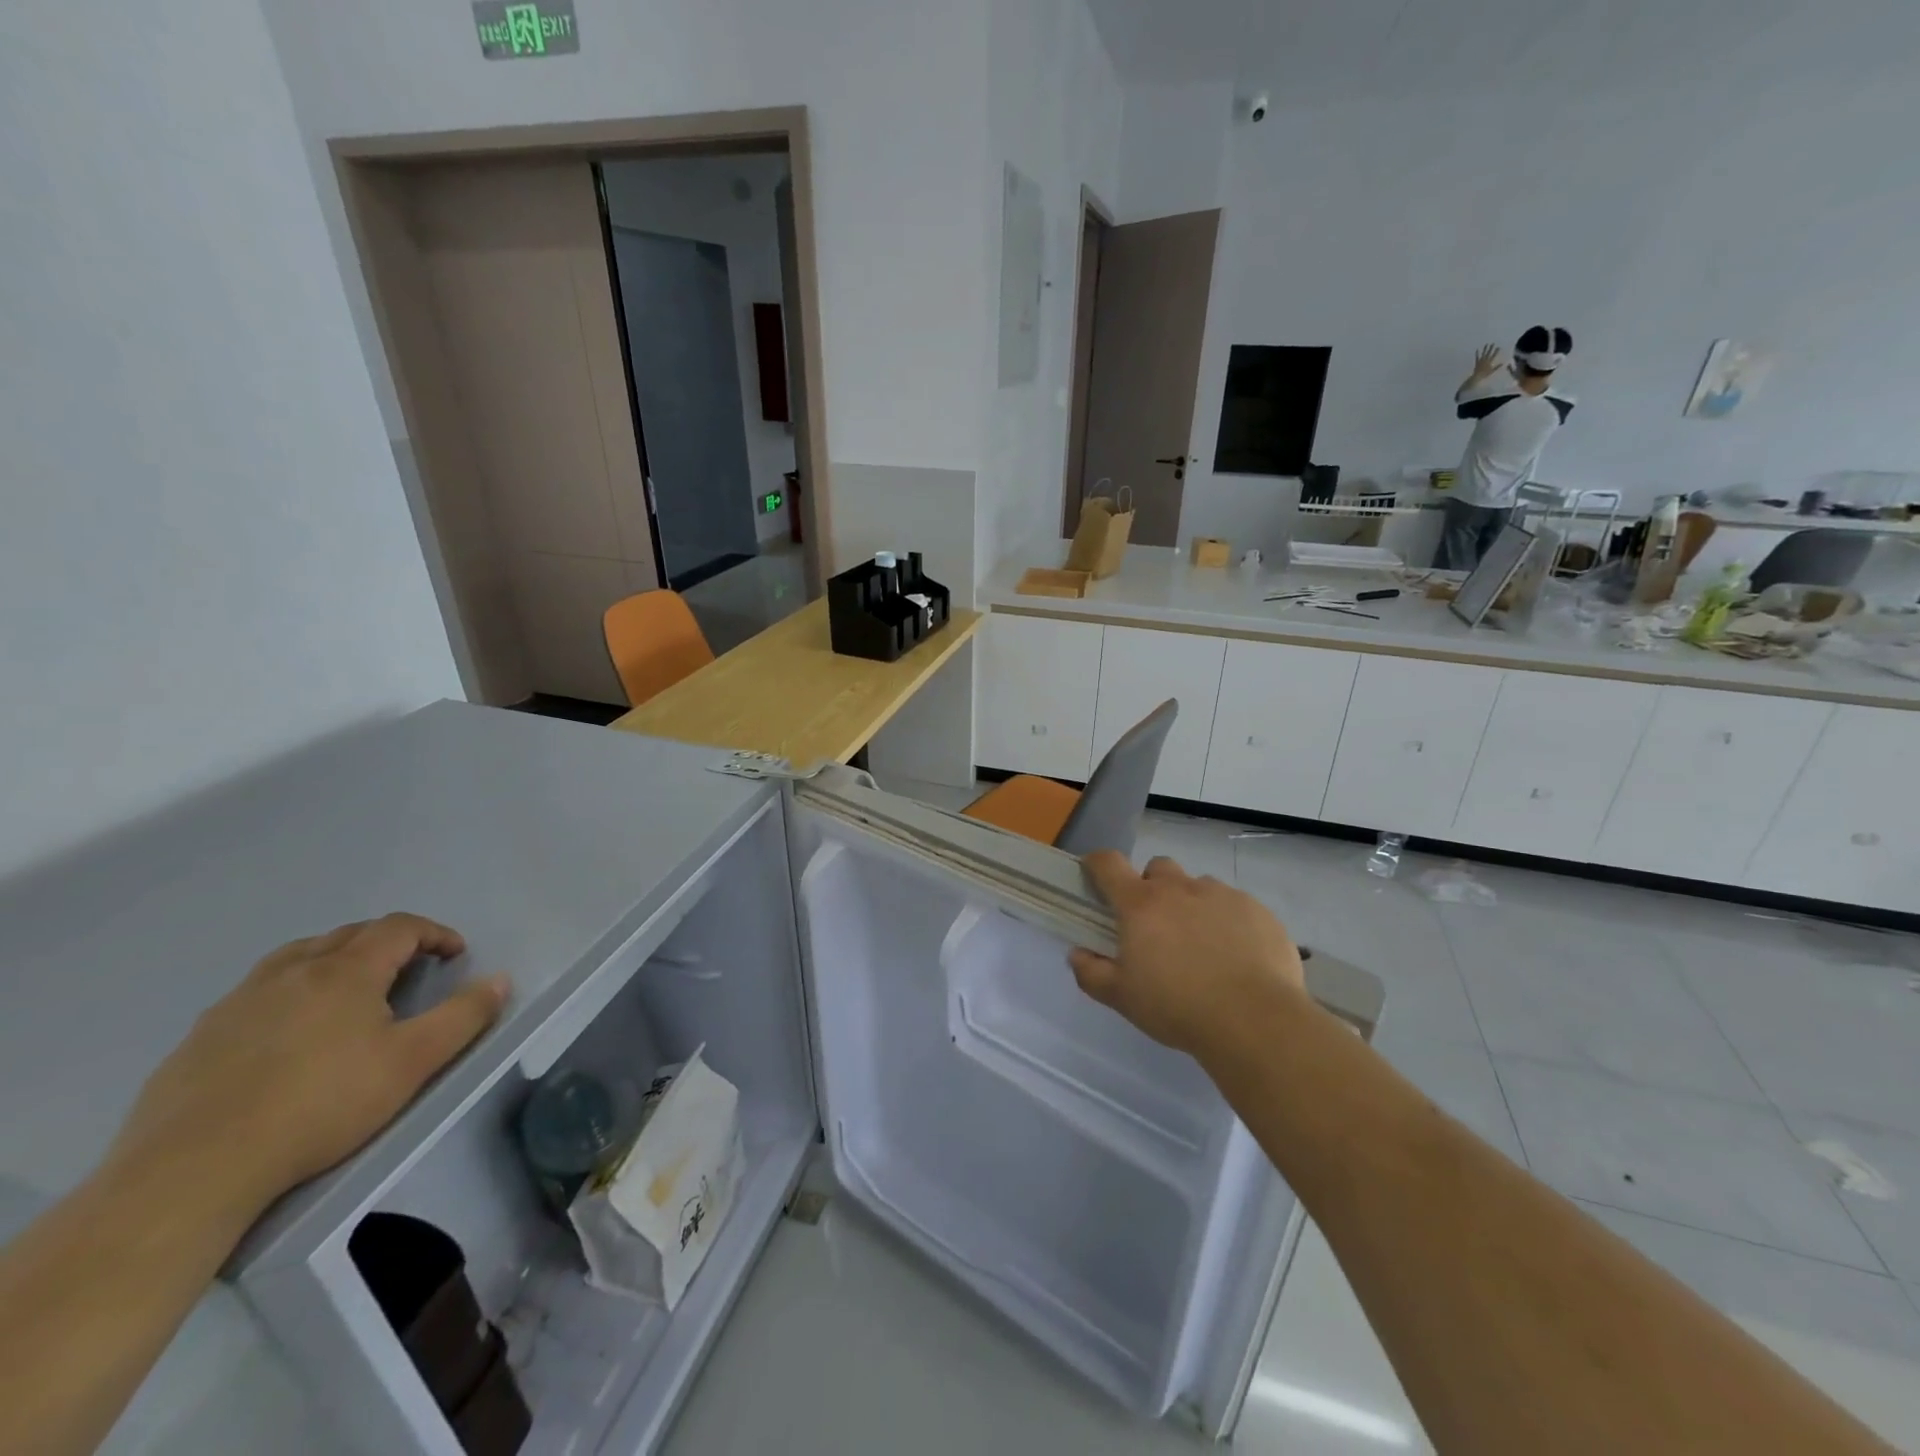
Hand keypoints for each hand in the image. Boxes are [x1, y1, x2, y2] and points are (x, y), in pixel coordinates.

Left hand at [106, 915, 507, 1216]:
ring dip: (334, 958)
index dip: (434, 933)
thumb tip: (500, 980)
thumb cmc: (322, 1105)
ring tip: (349, 989)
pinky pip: (256, 992)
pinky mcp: (200, 1037)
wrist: (195, 1169)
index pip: (399, 928)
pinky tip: (288, 1032)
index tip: (455, 954)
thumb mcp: (413, 1062)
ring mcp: (238, 1002)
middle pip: (348, 935)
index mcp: (345, 971)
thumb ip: (464, 1016)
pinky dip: (289, 991)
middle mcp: (291, 972)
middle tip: (410, 970)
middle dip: (388, 942)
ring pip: (296, 957)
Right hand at [1069, 853, 1305, 1059]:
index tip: (1093, 873)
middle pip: (1158, 868)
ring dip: (1192, 905)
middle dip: (1151, 887)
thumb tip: (1077, 954)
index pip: (1109, 864)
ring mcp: (1222, 896)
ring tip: (1201, 945)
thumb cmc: (1177, 1007)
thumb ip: (1091, 973)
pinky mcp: (1258, 911)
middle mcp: (1180, 888)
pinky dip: (1229, 922)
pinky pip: (1236, 906)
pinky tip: (1236, 957)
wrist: (1254, 1020)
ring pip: (1199, 886)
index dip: (1097, 863)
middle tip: (1155, 924)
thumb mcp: (1122, 998)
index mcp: (1141, 904)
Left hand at [1472, 343, 1503, 376]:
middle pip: (1489, 353)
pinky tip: (1477, 349)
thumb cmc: (1485, 374)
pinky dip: (1477, 353)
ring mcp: (1481, 360)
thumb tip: (1503, 363)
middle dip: (1491, 348)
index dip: (1496, 351)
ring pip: (1483, 353)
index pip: (1494, 355)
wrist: (1477, 376)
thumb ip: (1497, 367)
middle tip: (1493, 343)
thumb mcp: (1492, 371)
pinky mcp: (1477, 362)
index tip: (1498, 347)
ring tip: (1486, 344)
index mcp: (1489, 362)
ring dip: (1485, 348)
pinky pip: (1476, 357)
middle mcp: (1485, 360)